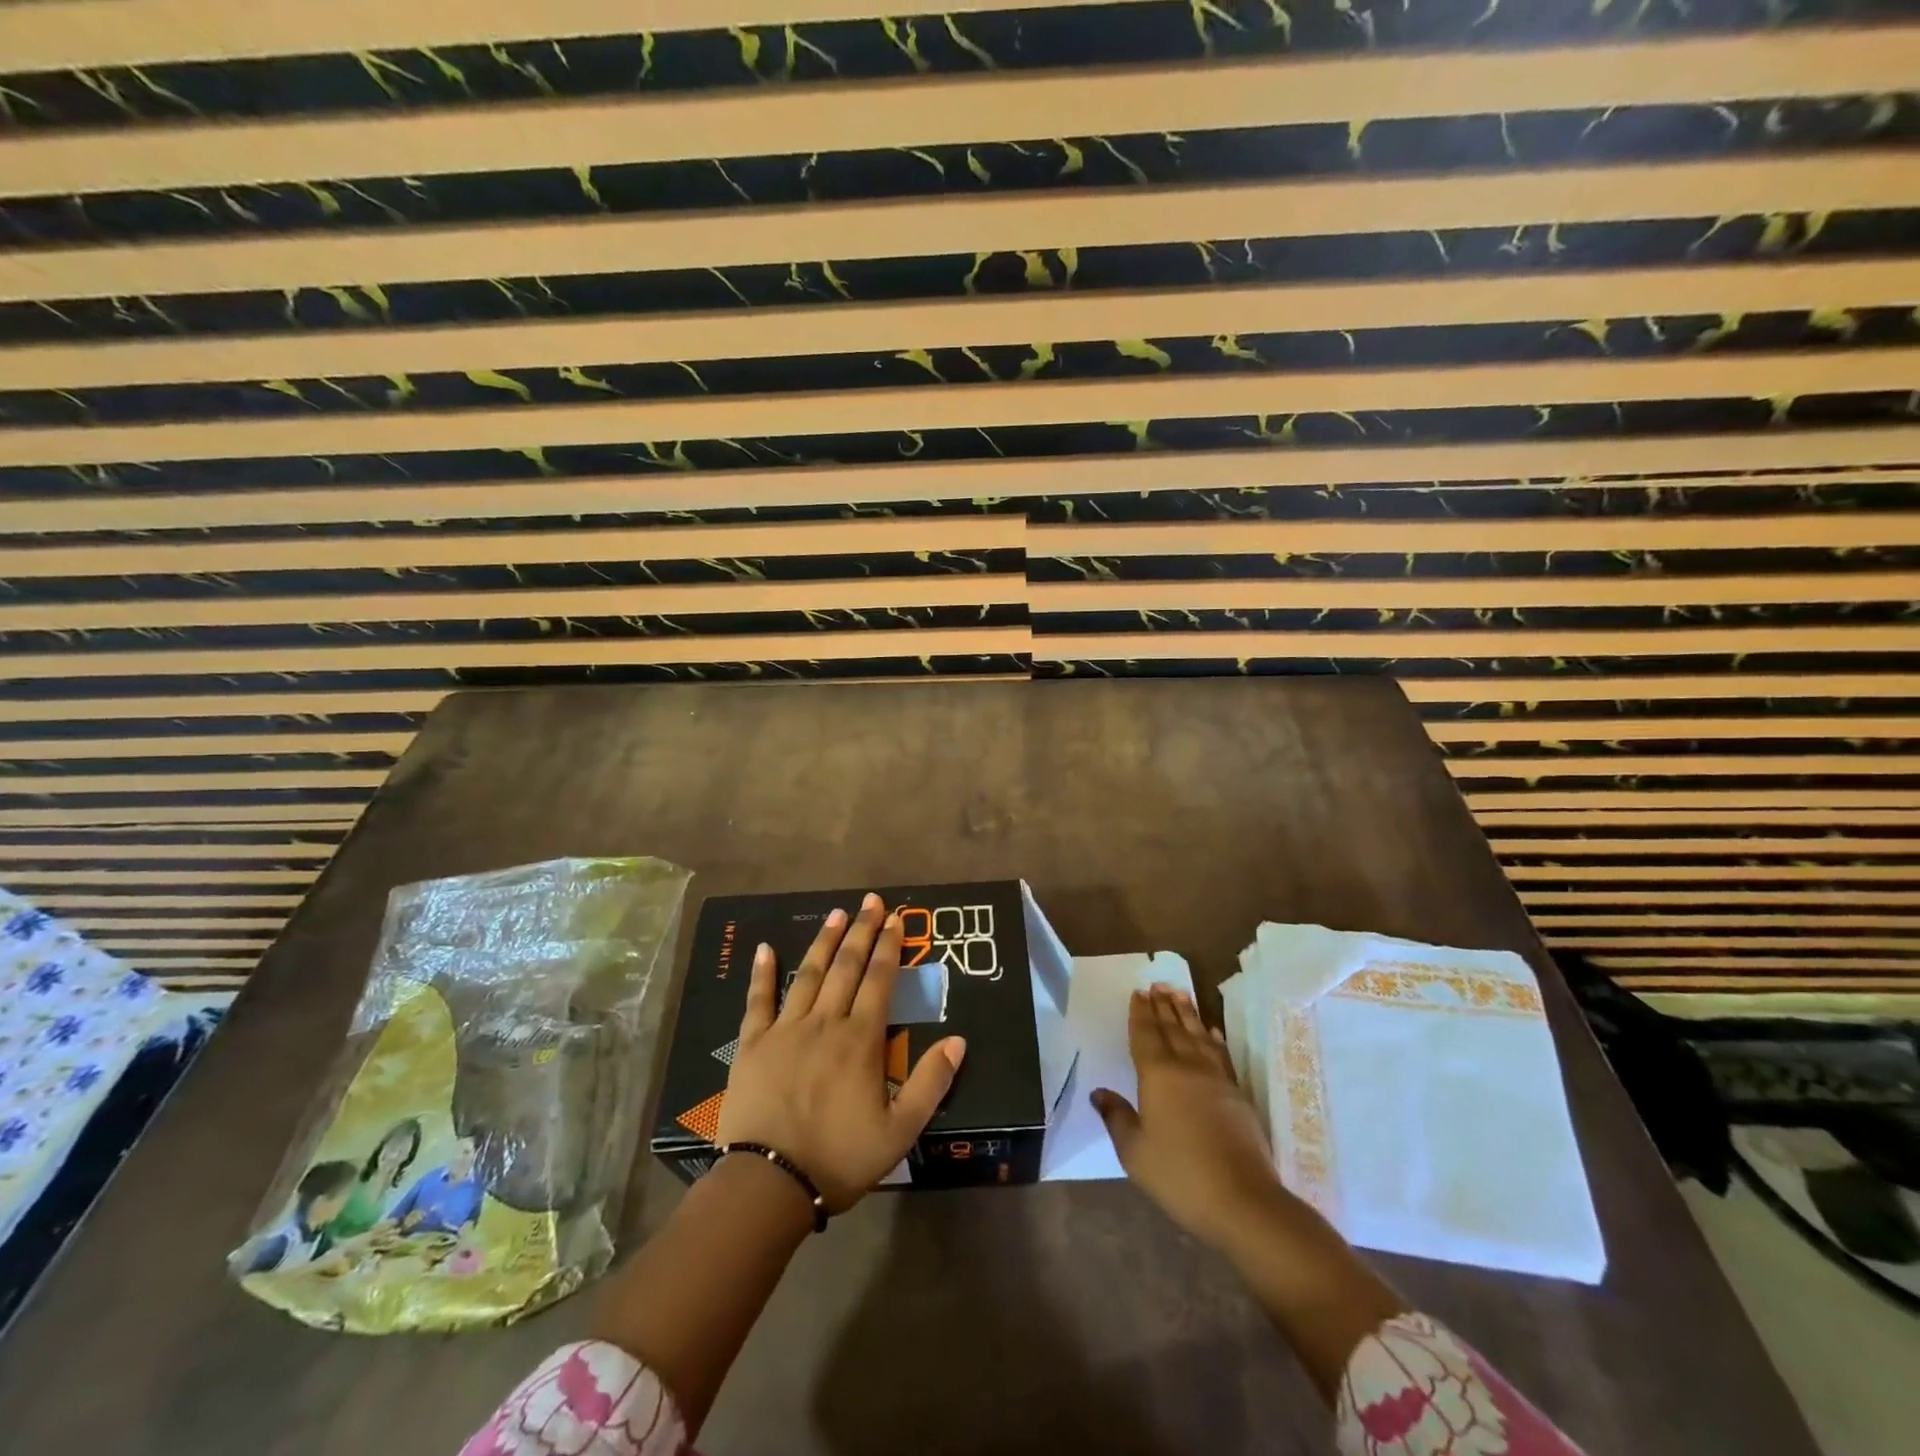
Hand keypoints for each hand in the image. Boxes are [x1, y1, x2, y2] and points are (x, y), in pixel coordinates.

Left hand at [716, 893, 966, 1211]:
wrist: (768, 1184)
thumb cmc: (839, 1158)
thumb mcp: (899, 1131)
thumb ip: (931, 1083)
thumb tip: (958, 1040)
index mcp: (860, 1040)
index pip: (879, 981)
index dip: (889, 947)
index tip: (895, 919)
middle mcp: (825, 1023)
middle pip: (846, 967)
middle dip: (861, 931)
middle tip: (870, 901)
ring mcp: (785, 1030)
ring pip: (808, 974)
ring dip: (824, 941)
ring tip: (836, 913)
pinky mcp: (753, 1044)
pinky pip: (758, 1001)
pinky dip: (763, 973)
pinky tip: (766, 948)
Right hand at [1092, 984, 1285, 1252]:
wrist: (1243, 1201)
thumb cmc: (1180, 1176)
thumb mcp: (1135, 1153)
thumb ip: (1117, 1118)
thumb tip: (1099, 1093)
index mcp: (1158, 1075)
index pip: (1146, 1035)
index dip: (1141, 1014)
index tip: (1138, 993)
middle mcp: (1187, 1067)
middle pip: (1173, 1029)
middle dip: (1163, 1006)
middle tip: (1157, 984)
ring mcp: (1216, 1079)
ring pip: (1198, 1035)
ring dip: (1187, 1014)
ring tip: (1180, 994)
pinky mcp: (1237, 1094)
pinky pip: (1221, 1054)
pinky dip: (1214, 1038)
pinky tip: (1211, 1031)